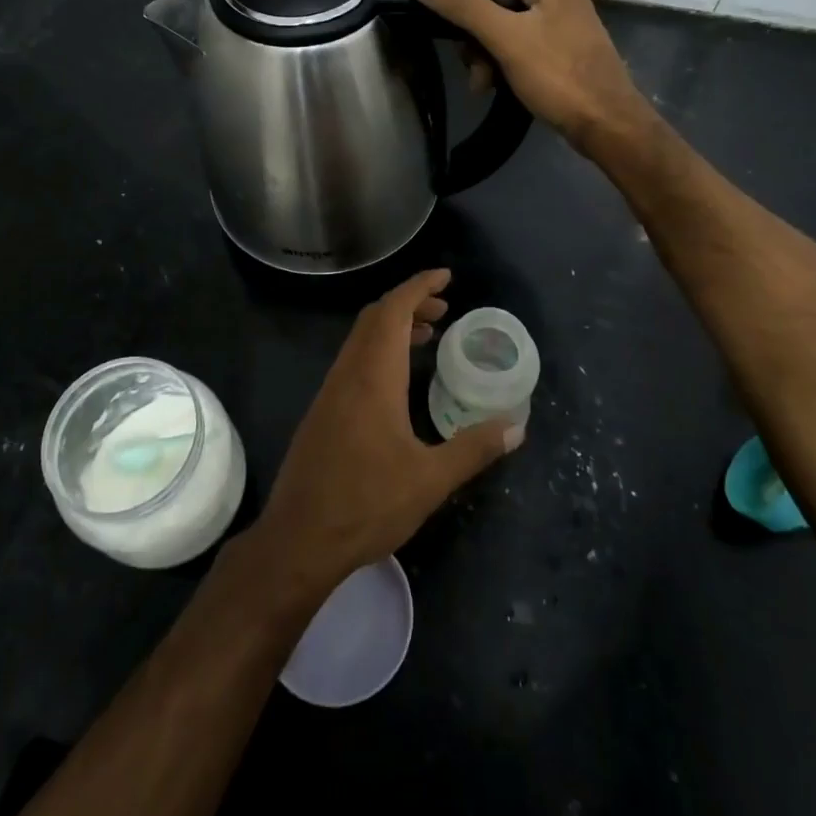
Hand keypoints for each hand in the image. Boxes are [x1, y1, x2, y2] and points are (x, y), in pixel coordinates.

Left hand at [252, 270, 523, 593]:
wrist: (299, 539)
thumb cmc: (366, 504)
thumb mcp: (430, 480)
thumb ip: (474, 449)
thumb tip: (516, 425)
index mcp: (373, 376)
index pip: (393, 310)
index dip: (419, 286)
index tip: (446, 276)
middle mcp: (348, 373)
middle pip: (375, 317)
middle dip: (410, 303)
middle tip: (446, 308)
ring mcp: (331, 391)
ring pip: (362, 339)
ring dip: (394, 327)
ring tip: (429, 336)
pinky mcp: (323, 411)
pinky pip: (354, 361)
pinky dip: (380, 350)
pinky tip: (398, 380)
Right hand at [402, 0, 654, 155]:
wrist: (608, 126)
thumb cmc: (558, 77)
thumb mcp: (504, 38)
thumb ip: (460, 4)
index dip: (465, 15)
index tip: (463, 49)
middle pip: (494, 9)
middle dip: (478, 44)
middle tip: (479, 76)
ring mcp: (564, 24)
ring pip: (506, 33)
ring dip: (489, 60)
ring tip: (488, 87)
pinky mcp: (565, 52)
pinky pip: (523, 50)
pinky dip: (508, 68)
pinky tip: (503, 89)